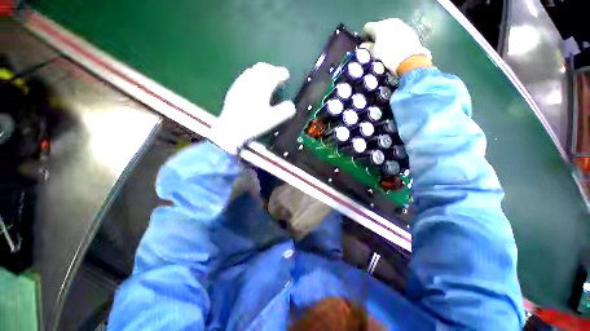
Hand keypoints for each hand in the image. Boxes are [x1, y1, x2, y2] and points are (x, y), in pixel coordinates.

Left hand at [210, 62, 295, 154]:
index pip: (274, 74)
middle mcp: (251, 82)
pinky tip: (252, 85)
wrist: (231, 129)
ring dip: (261, 72)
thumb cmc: (253, 124)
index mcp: (262, 87)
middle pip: (262, 68)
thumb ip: (284, 112)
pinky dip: (252, 76)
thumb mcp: (272, 120)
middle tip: (277, 75)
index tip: (286, 75)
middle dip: (271, 69)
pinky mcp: (234, 89)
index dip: (281, 73)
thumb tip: (292, 106)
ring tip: (266, 78)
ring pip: (252, 71)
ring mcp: (240, 84)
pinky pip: (244, 77)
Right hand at [361, 18, 431, 74]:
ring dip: (385, 36)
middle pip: (378, 26)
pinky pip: (397, 32)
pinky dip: (394, 37)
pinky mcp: (408, 29)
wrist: (409, 59)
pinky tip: (394, 47)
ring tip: (385, 47)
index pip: (366, 28)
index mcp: (378, 26)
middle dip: (375, 36)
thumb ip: (367, 48)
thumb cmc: (387, 57)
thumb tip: (362, 45)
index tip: (364, 45)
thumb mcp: (373, 54)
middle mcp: (389, 21)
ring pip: (388, 28)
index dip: (363, 36)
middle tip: (374, 47)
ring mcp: (400, 24)